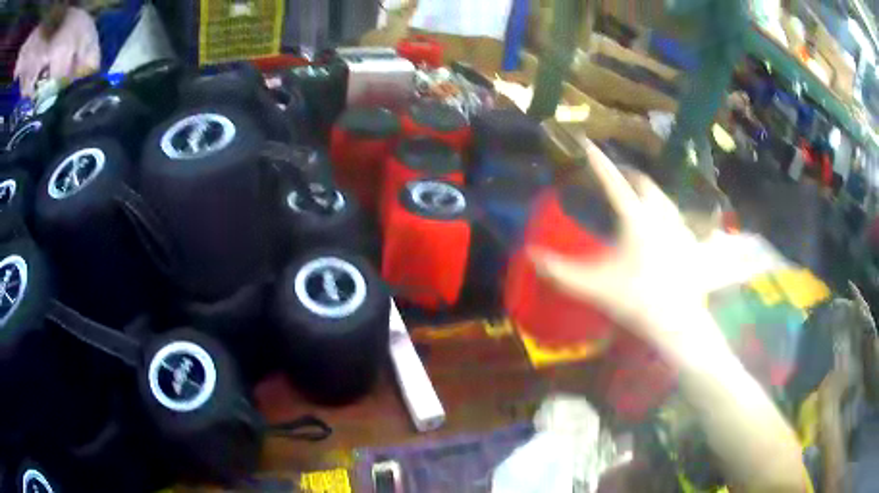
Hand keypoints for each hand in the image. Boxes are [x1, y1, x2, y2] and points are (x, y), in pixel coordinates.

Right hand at [529, 139, 716, 350]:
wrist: (678, 321)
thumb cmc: (637, 300)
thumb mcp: (594, 287)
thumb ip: (560, 271)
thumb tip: (530, 255)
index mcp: (636, 219)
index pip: (614, 183)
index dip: (599, 162)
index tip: (587, 144)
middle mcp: (660, 215)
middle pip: (644, 182)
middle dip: (628, 173)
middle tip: (614, 175)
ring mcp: (678, 226)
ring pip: (662, 195)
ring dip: (646, 189)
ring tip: (634, 194)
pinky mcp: (689, 240)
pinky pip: (673, 213)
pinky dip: (661, 208)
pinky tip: (657, 222)